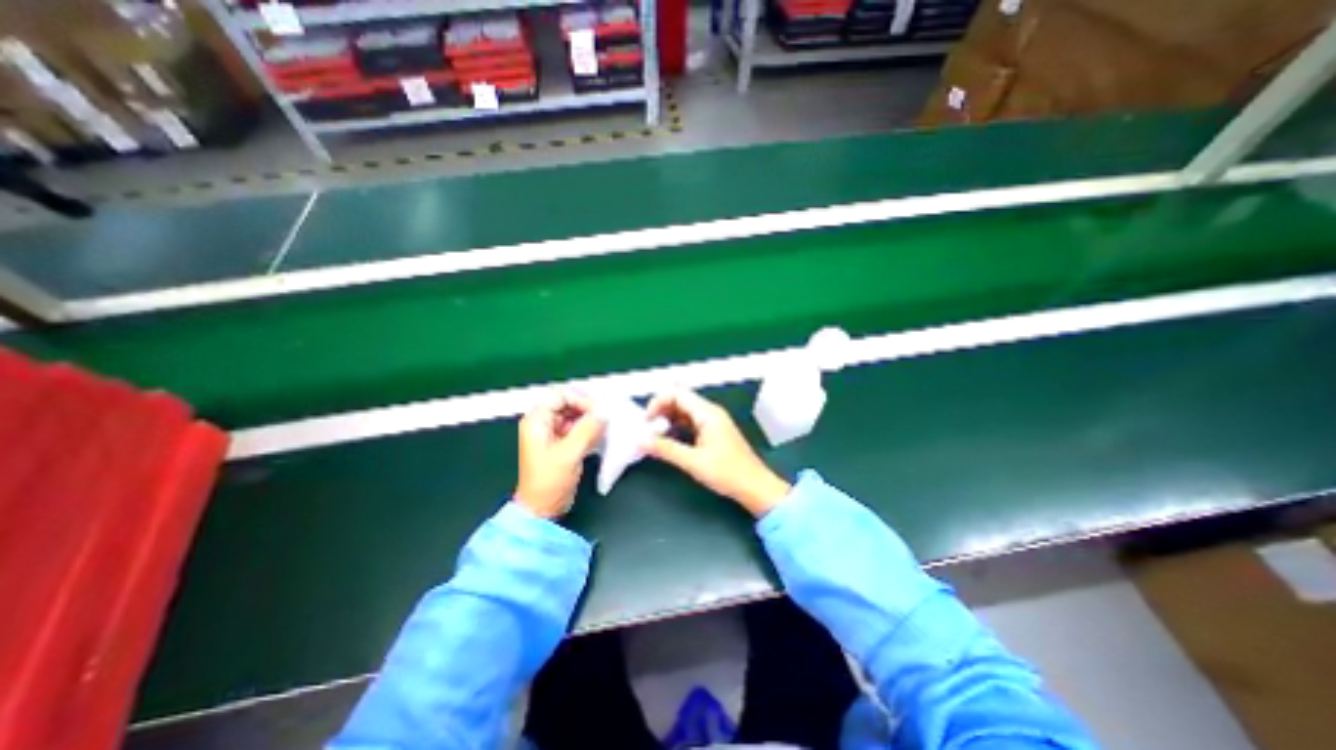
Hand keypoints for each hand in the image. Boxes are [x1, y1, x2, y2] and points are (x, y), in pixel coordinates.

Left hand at [513, 391, 609, 516]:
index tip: (597, 410)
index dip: (580, 399)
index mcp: (536, 421)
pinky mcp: (562, 444)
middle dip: (588, 409)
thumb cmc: (547, 483)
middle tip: (605, 417)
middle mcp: (543, 423)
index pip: (560, 395)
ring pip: (575, 416)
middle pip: (569, 404)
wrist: (542, 509)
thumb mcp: (569, 454)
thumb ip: (587, 430)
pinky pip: (578, 428)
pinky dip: (590, 430)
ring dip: (591, 420)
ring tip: (605, 427)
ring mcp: (552, 434)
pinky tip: (600, 436)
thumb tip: (604, 413)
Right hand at [646, 389, 789, 518]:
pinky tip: (669, 440)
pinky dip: (677, 427)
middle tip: (648, 429)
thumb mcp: (693, 462)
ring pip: (684, 412)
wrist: (754, 487)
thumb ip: (666, 449)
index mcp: (708, 413)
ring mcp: (713, 422)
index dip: (658, 402)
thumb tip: (642, 442)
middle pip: (680, 400)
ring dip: (668, 420)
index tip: (646, 420)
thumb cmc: (728, 473)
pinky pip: (690, 422)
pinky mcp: (713, 432)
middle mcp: (710, 412)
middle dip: (661, 411)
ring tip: (655, 436)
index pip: (677, 394)